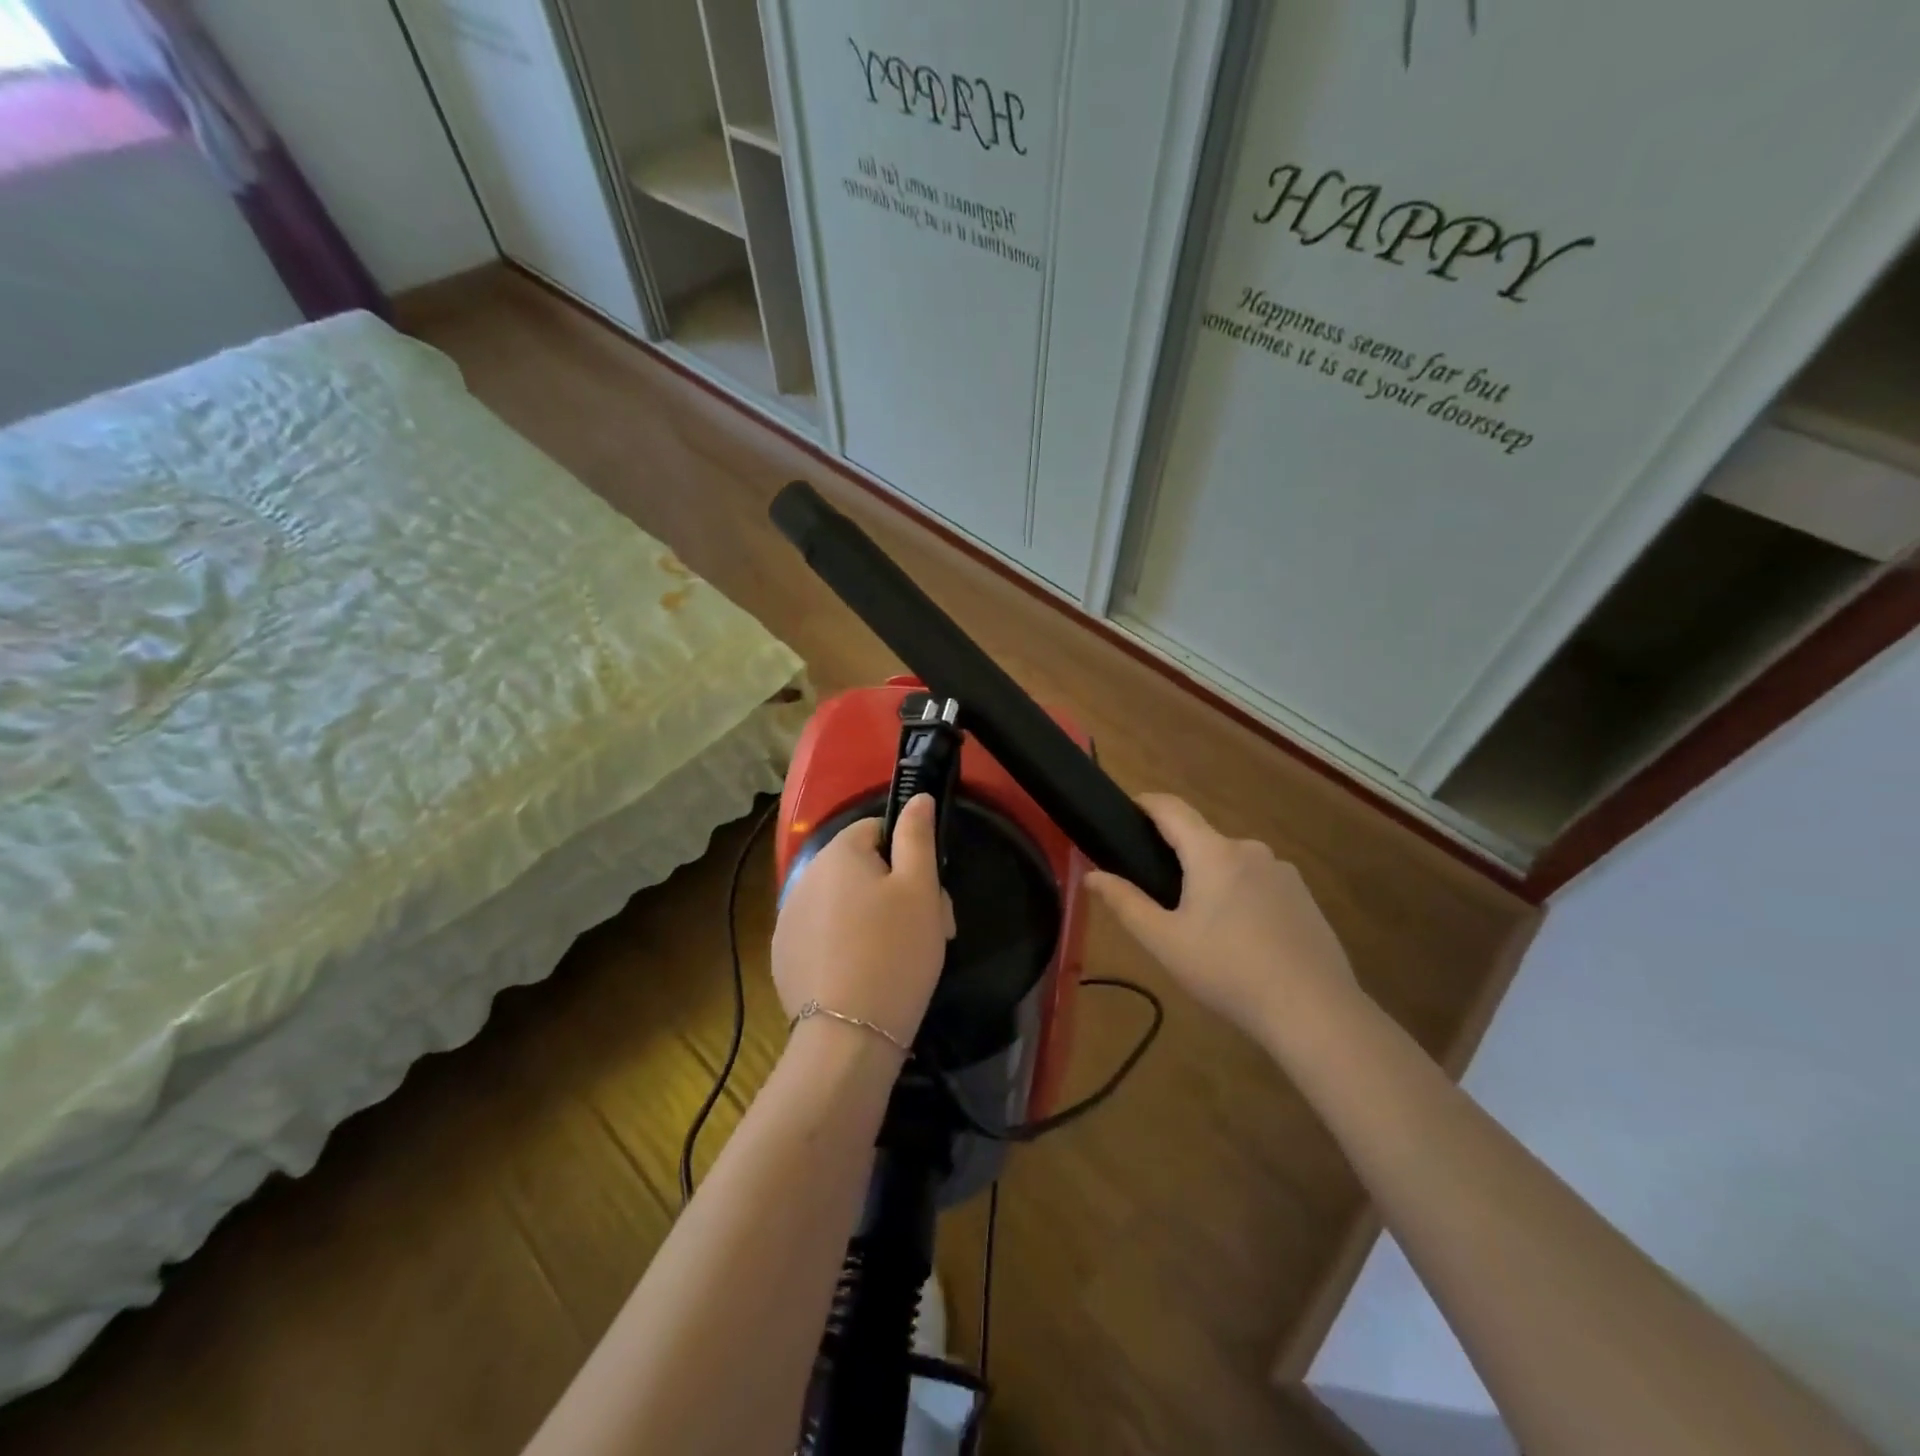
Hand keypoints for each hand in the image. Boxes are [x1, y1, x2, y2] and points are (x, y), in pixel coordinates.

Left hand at [771, 794, 954, 1049]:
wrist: (848, 1037)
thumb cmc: (895, 952)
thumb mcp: (919, 888)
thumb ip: (917, 835)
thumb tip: (917, 798)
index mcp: (838, 852)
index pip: (877, 829)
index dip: (909, 856)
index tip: (929, 895)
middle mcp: (804, 876)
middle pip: (862, 868)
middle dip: (896, 891)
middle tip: (927, 931)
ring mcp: (788, 919)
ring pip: (844, 903)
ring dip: (873, 918)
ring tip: (898, 959)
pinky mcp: (783, 957)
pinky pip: (824, 935)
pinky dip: (846, 945)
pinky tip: (865, 976)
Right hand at [1086, 794, 1353, 1039]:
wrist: (1314, 1010)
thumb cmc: (1228, 971)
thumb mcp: (1165, 941)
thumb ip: (1125, 903)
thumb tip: (1091, 875)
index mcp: (1213, 853)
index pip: (1172, 808)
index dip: (1146, 803)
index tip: (1126, 810)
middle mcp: (1250, 850)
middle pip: (1203, 840)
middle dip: (1179, 858)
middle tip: (1161, 898)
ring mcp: (1283, 872)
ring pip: (1233, 864)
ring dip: (1212, 880)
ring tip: (1203, 927)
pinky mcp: (1304, 897)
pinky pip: (1260, 884)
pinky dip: (1242, 897)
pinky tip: (1243, 940)